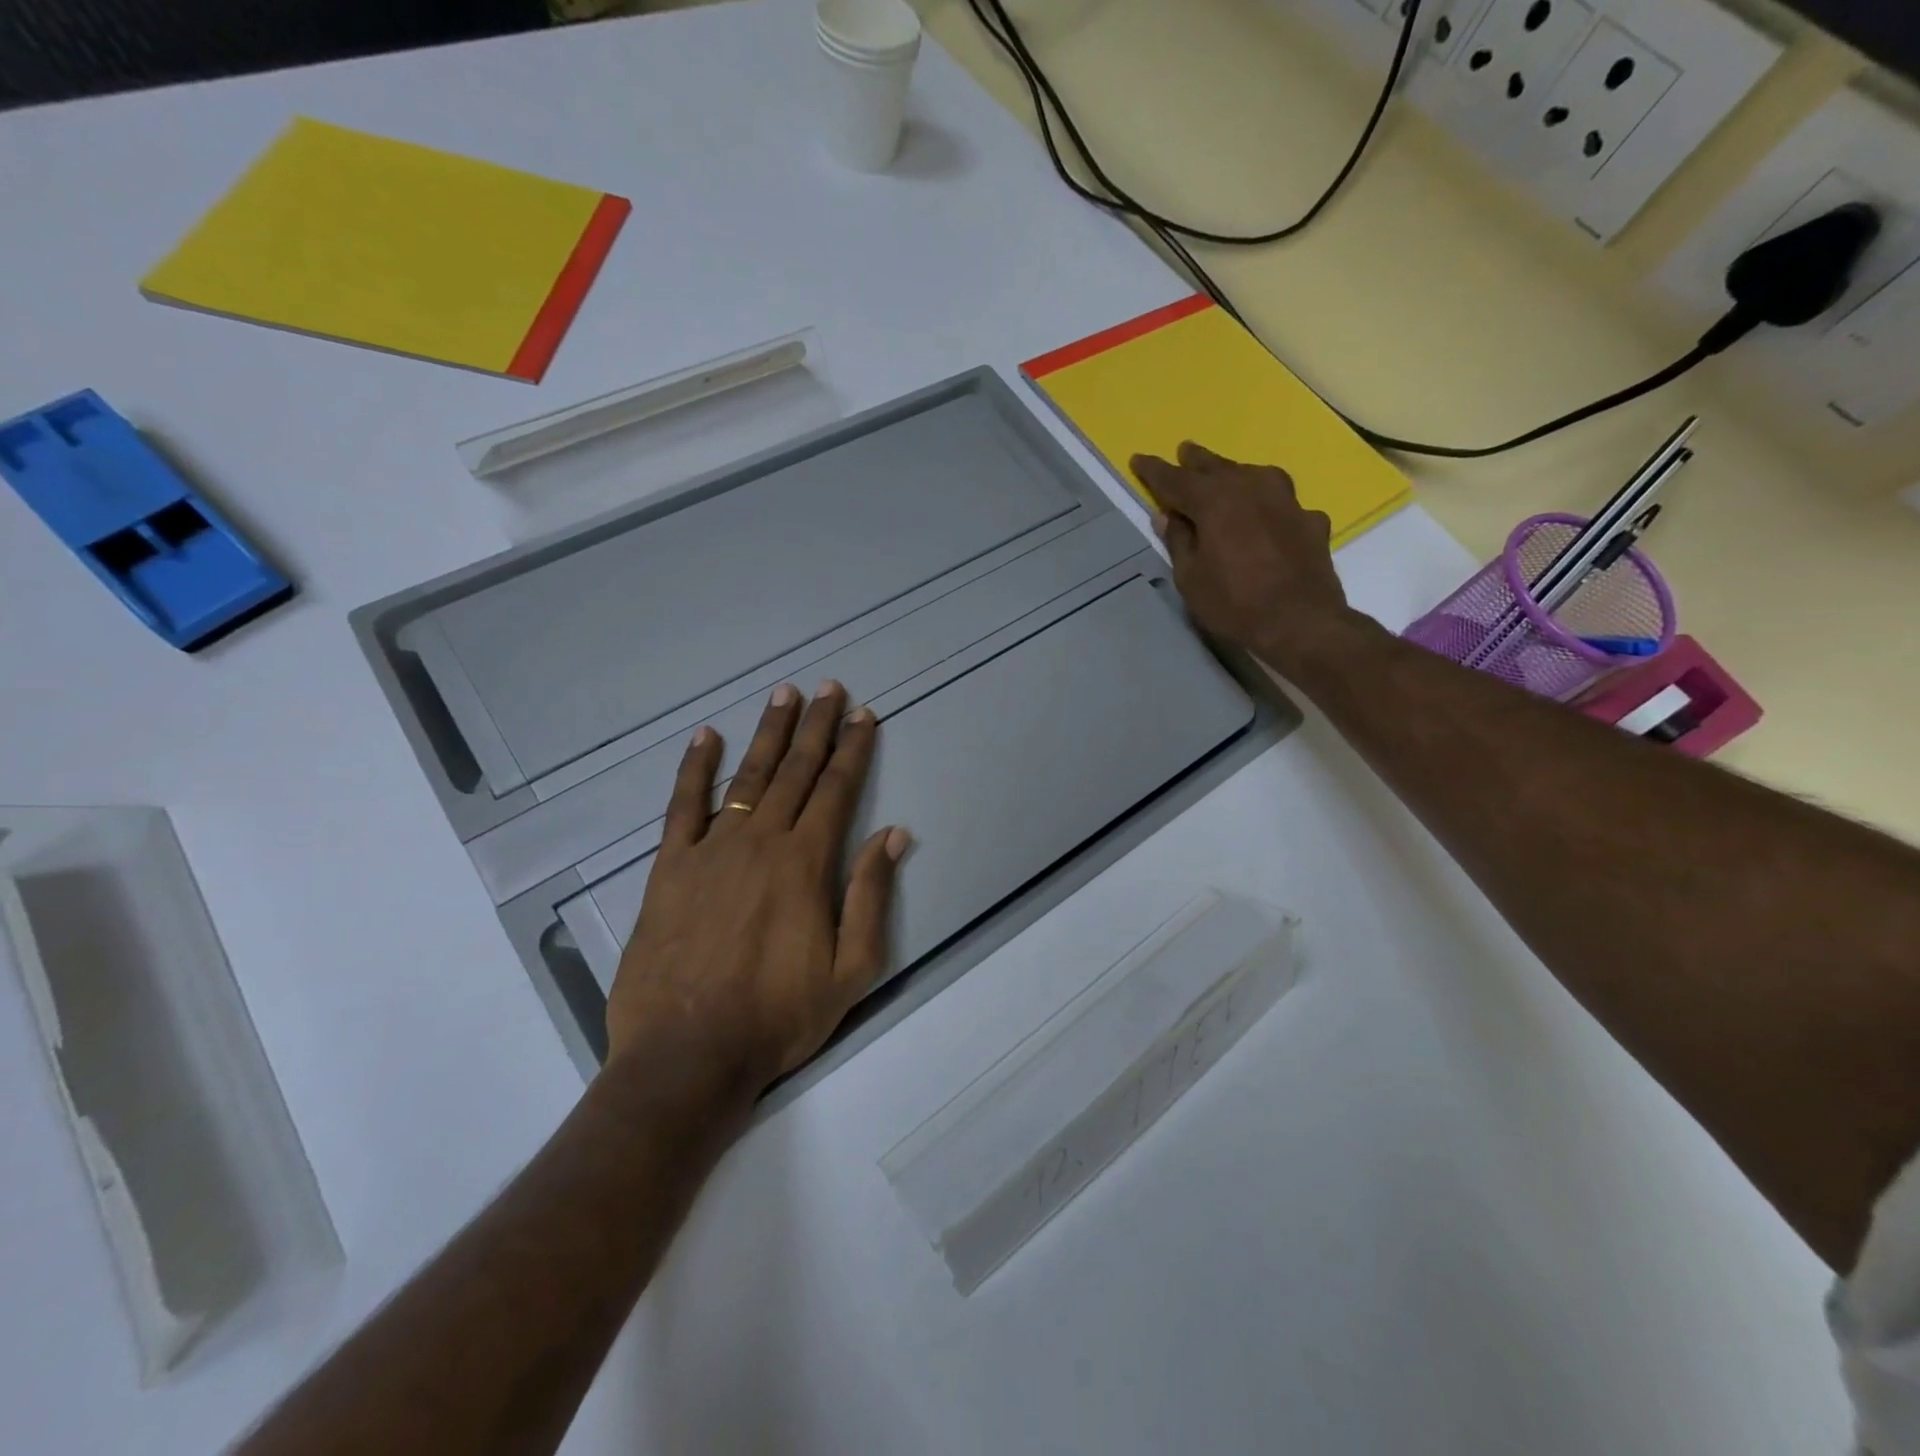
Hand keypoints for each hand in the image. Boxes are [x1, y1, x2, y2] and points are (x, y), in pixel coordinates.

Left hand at [606, 681, 908, 1101]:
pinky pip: (682, 806)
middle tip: (829, 688)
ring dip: (768, 734)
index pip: (837, 790)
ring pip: (747, 778)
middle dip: (817, 727)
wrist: (688, 1055)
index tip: (864, 715)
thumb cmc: (778, 1017)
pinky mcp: (670, 868)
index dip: (853, 749)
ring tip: (784, 695)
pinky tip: (706, 737)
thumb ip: (870, 895)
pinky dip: (695, 768)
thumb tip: (894, 835)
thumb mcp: (851, 969)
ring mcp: (711, 851)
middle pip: (796, 771)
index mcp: (806, 864)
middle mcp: (761, 842)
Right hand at [1131, 442, 1363, 675]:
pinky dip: (1268, 507)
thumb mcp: (1190, 578)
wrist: (1301, 623)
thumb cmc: (1234, 603)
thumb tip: (1167, 516)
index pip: (1176, 479)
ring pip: (1254, 477)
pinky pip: (1282, 504)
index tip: (1138, 459)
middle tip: (1184, 451)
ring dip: (1235, 475)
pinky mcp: (1310, 520)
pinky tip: (1267, 518)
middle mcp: (1252, 488)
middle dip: (1196, 461)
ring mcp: (1287, 501)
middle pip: (1218, 468)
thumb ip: (1179, 541)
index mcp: (1215, 500)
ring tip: (1225, 476)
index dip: (1154, 471)